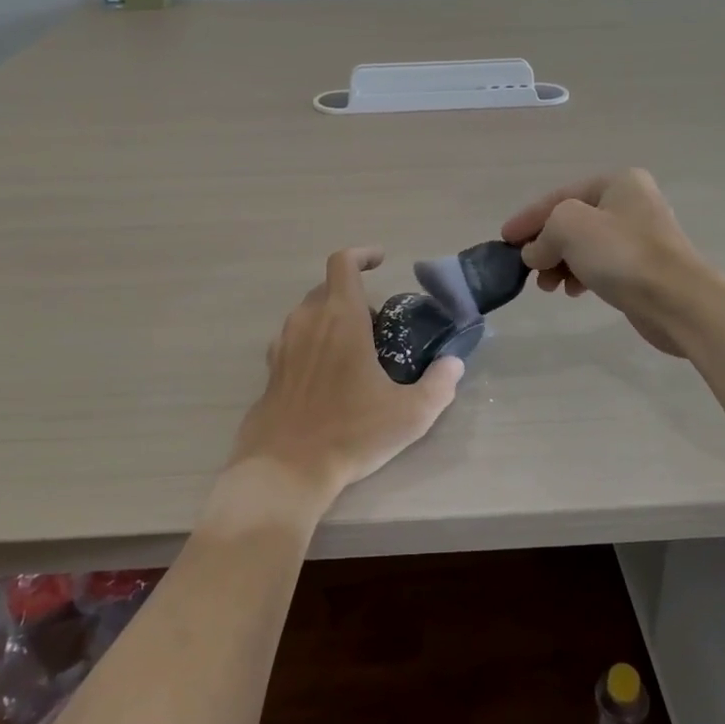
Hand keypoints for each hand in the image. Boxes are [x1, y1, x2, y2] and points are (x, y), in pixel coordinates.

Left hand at [231, 248, 463, 502]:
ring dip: (333, 318)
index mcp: (341, 317)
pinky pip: (295, 338)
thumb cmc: (350, 433)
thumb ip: (439, 385)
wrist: (285, 469)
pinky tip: (329, 376)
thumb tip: (454, 364)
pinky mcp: (271, 368)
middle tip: (379, 327)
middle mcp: (308, 321)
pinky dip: (314, 341)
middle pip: (328, 288)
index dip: (362, 255)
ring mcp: (284, 343)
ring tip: (356, 353)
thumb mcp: (410, 414)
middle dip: (355, 296)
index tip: (381, 262)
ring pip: (310, 313)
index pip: (343, 263)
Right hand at [500, 169, 715, 354]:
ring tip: (547, 287)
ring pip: (585, 246)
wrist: (677, 301)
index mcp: (617, 182)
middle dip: (545, 244)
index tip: (504, 239)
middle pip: (572, 221)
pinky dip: (581, 275)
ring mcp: (640, 236)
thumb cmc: (621, 254)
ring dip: (559, 263)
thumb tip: (535, 253)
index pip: (559, 196)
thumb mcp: (569, 227)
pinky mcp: (644, 267)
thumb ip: (543, 233)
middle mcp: (631, 202)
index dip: (528, 218)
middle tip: (527, 268)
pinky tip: (572, 291)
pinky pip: (600, 265)